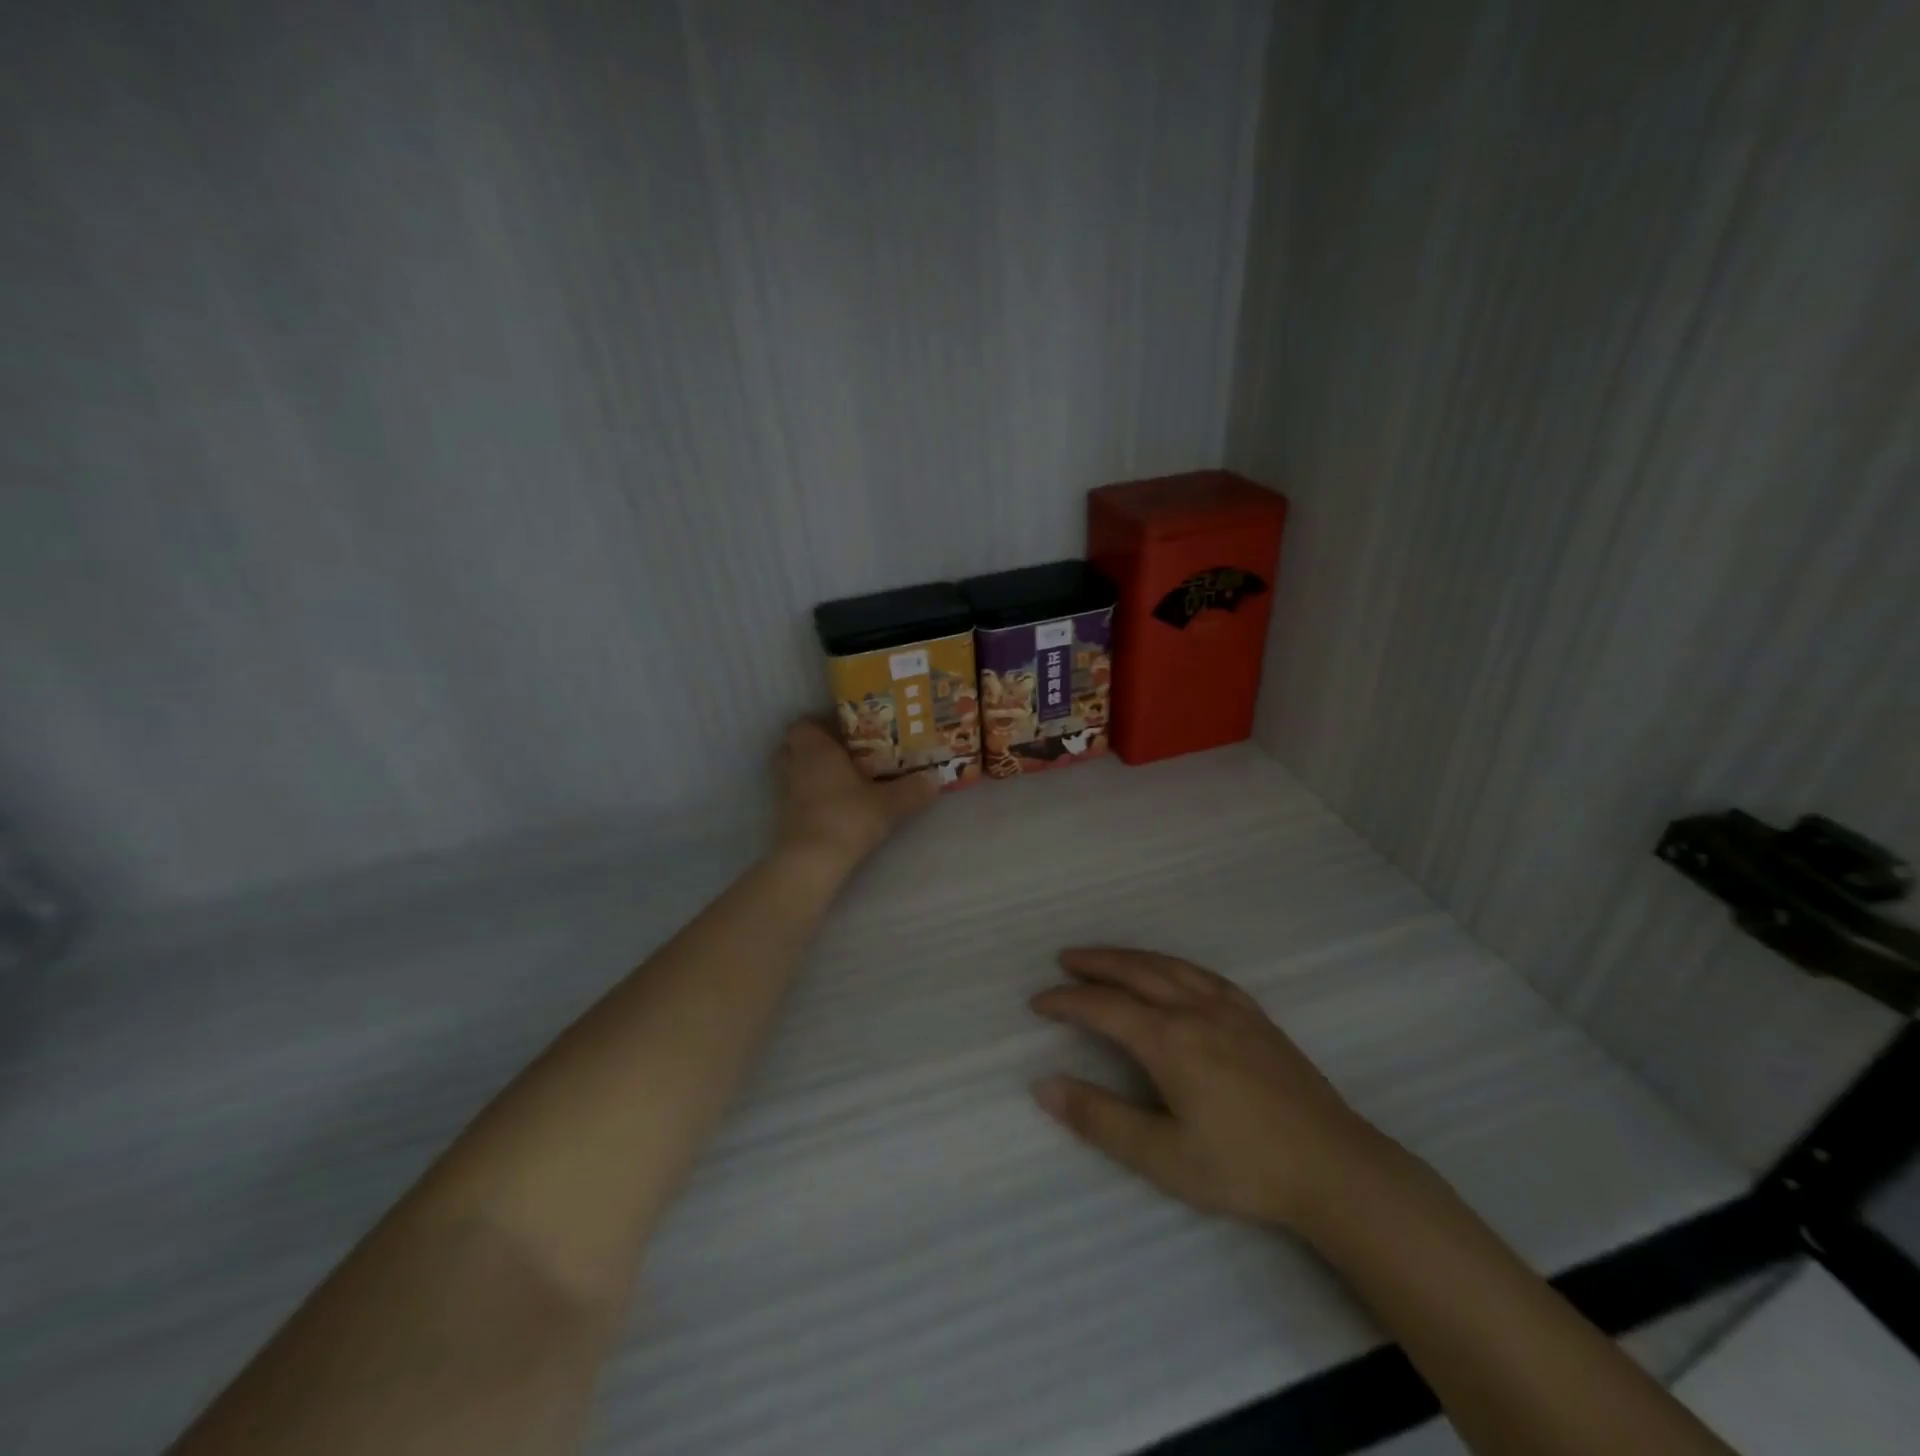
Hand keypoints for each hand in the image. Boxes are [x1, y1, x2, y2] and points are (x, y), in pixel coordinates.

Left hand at [774, 719, 937, 867]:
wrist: (812, 861)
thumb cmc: (847, 817)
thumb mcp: (889, 803)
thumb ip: (912, 790)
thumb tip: (935, 779)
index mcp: (815, 749)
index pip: (803, 724)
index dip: (821, 725)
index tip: (846, 733)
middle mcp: (794, 765)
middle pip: (792, 746)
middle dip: (812, 748)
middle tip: (841, 755)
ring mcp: (783, 792)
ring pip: (791, 772)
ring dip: (808, 773)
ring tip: (838, 780)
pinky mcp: (782, 818)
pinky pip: (793, 797)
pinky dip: (807, 797)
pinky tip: (831, 806)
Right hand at [1030, 948, 1396, 1231]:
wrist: (1335, 1168)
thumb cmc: (1243, 1167)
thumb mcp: (1162, 1156)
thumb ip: (1100, 1119)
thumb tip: (1043, 1086)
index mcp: (1169, 1040)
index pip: (1103, 1007)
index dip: (1066, 1001)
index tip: (1037, 1002)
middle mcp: (1194, 1010)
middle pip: (1134, 972)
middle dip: (1094, 963)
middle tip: (1064, 960)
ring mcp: (1229, 1008)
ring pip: (1168, 966)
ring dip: (1130, 957)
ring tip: (1106, 957)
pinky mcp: (1255, 1015)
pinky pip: (1202, 973)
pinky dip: (1171, 964)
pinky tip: (1170, 971)